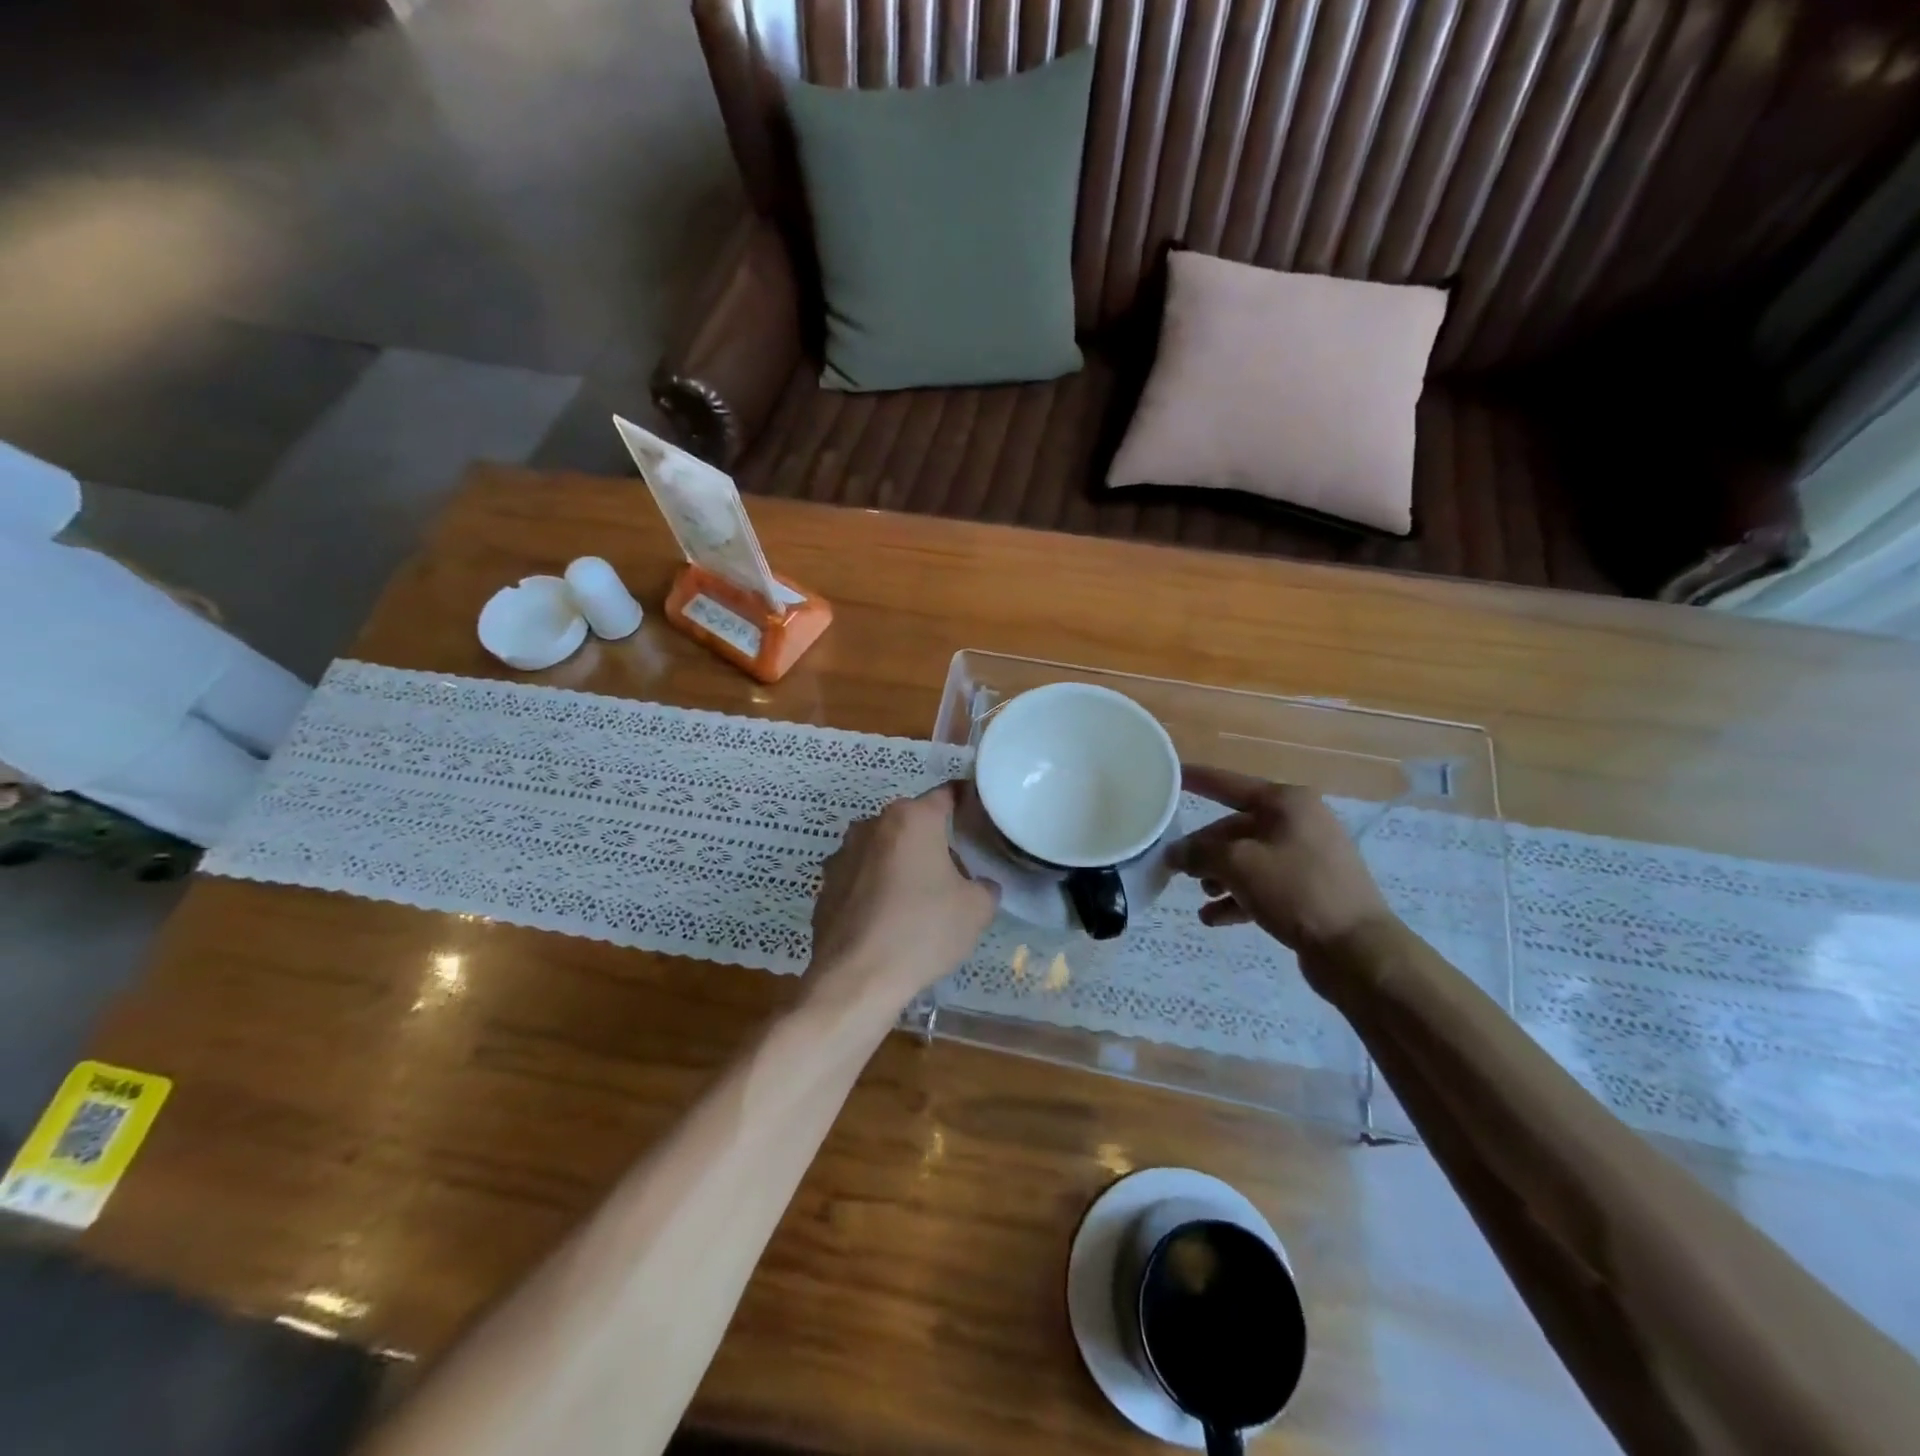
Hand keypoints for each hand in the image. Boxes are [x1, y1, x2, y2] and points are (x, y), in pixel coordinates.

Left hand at [807, 783, 998, 1010]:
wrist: (856, 978)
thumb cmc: (923, 931)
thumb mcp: (976, 910)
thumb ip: (985, 887)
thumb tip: (979, 885)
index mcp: (912, 819)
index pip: (946, 795)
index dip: (965, 801)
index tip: (977, 816)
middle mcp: (872, 825)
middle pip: (912, 823)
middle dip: (932, 841)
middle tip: (953, 872)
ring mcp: (843, 854)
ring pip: (883, 849)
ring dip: (900, 864)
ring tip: (917, 900)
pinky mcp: (825, 885)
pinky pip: (860, 877)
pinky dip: (875, 889)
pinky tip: (887, 920)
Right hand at [1169, 766, 1395, 961]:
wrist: (1357, 950)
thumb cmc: (1296, 891)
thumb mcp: (1238, 865)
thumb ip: (1199, 853)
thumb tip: (1174, 853)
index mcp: (1287, 803)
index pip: (1230, 784)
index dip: (1198, 779)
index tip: (1170, 775)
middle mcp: (1299, 822)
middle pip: (1237, 827)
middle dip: (1205, 848)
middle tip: (1175, 865)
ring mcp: (1308, 857)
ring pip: (1249, 858)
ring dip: (1219, 875)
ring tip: (1200, 895)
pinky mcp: (1310, 890)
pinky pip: (1264, 885)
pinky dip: (1238, 897)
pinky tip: (1213, 918)